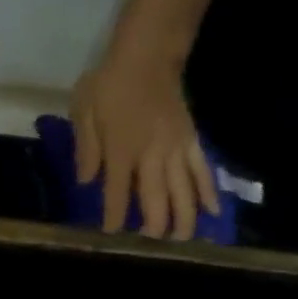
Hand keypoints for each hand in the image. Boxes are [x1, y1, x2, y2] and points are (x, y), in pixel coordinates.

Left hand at [71, 27, 217, 239]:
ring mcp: (177, 148)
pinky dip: (209, 192)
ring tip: (181, 239)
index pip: (118, 193)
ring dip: (184, 218)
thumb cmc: (108, 84)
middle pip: (157, 199)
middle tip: (150, 243)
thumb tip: (86, 182)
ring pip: (185, 191)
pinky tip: (213, 212)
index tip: (111, 233)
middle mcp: (152, 154)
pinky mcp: (193, 140)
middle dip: (154, 226)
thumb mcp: (83, 113)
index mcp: (122, 150)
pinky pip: (203, 170)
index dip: (115, 217)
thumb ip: (86, 149)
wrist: (148, 55)